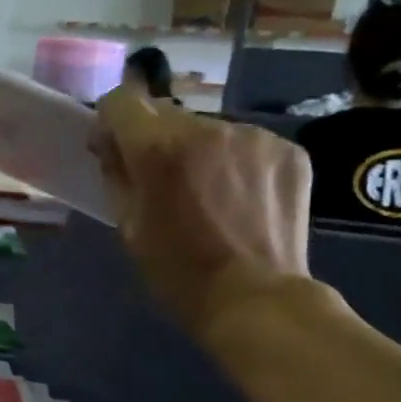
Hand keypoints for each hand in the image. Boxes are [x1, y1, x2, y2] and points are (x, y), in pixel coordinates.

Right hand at [93, 85, 314, 331]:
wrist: (256, 300)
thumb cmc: (180, 274)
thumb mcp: (131, 229)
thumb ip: (117, 176)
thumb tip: (112, 145)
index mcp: (160, 149)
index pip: (122, 101)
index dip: (112, 123)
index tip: (116, 149)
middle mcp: (208, 127)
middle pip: (168, 116)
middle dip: (159, 142)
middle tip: (166, 184)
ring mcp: (254, 135)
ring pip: (210, 131)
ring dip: (201, 153)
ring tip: (210, 198)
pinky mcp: (288, 150)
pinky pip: (247, 145)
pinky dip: (238, 165)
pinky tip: (242, 201)